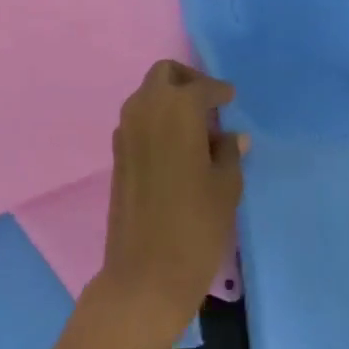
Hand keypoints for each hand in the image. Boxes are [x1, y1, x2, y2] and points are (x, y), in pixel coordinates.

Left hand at [86, 61, 245, 347]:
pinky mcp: (117, 153)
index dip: (219, 91)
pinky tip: (177, 148)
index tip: (231, 99)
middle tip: (210, 104)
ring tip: (196, 129)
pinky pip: (138, 120)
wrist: (145, 274)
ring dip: (169, 100)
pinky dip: (156, 120)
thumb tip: (232, 136)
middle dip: (188, 81)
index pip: (201, 86)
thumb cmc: (196, 226)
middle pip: (165, 74)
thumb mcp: (226, 187)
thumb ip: (228, 152)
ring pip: (147, 95)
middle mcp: (146, 108)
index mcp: (177, 108)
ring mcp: (125, 130)